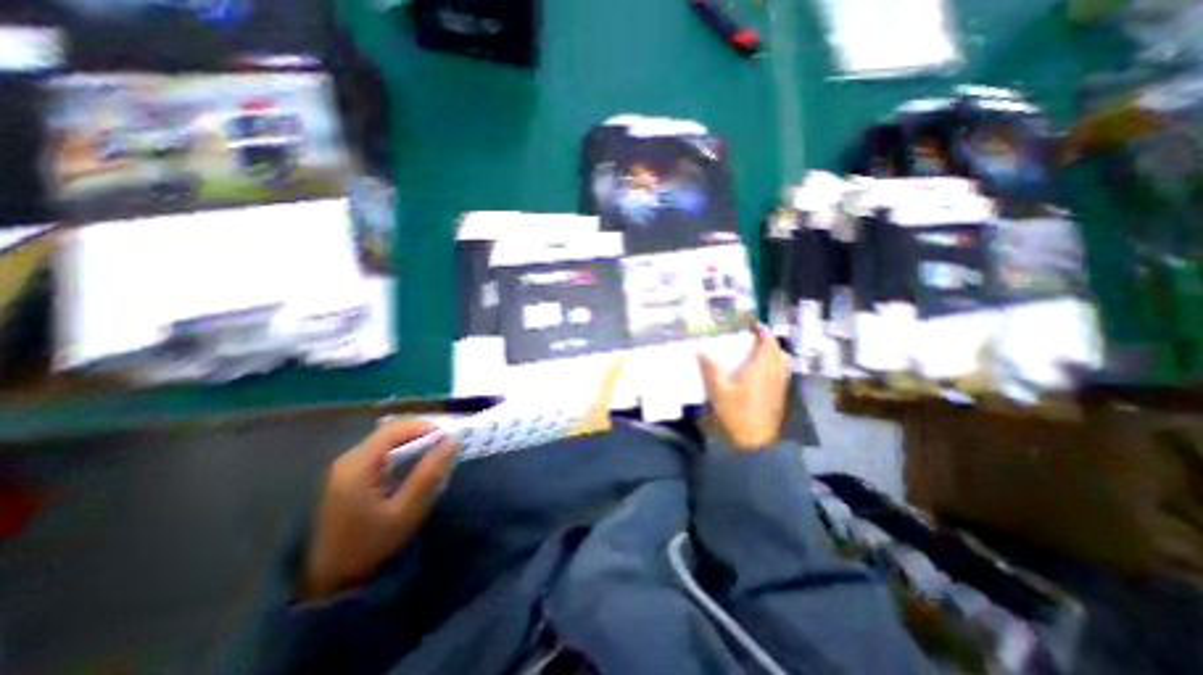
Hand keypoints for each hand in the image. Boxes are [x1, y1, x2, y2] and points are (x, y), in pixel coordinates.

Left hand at [298, 418, 454, 600]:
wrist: (331, 577)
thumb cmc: (371, 543)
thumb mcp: (407, 509)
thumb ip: (429, 472)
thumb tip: (452, 440)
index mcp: (358, 465)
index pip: (395, 428)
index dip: (425, 427)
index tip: (448, 440)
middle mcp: (349, 458)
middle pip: (390, 430)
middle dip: (421, 433)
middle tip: (444, 448)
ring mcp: (346, 465)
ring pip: (387, 438)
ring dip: (413, 441)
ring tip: (433, 456)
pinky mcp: (349, 473)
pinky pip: (381, 450)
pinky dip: (402, 451)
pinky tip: (413, 465)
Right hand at [702, 321, 796, 450]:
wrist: (755, 442)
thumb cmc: (736, 413)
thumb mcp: (718, 390)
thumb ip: (710, 369)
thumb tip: (700, 350)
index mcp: (761, 368)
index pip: (768, 342)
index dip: (763, 330)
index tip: (754, 324)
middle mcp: (775, 373)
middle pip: (778, 350)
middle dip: (769, 340)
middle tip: (755, 337)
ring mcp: (780, 385)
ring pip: (784, 361)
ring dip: (775, 352)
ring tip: (761, 352)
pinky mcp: (780, 396)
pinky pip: (783, 372)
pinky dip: (777, 364)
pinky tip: (763, 372)